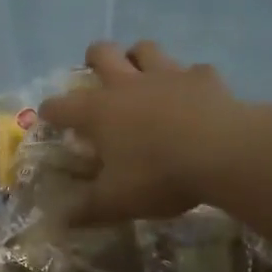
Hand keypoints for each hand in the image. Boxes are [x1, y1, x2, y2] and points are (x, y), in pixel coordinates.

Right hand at [38, 41, 250, 223]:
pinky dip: (191, 81)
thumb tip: (58, 222)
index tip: (48, 117)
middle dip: (95, 59)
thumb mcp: (117, 201)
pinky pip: (194, 70)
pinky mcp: (204, 77)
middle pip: (102, 53)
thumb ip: (86, 209)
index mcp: (98, 112)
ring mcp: (166, 75)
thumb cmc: (159, 175)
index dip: (50, 111)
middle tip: (98, 75)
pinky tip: (195, 95)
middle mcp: (127, 85)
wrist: (223, 152)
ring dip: (140, 58)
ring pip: (145, 49)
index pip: (60, 106)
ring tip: (143, 76)